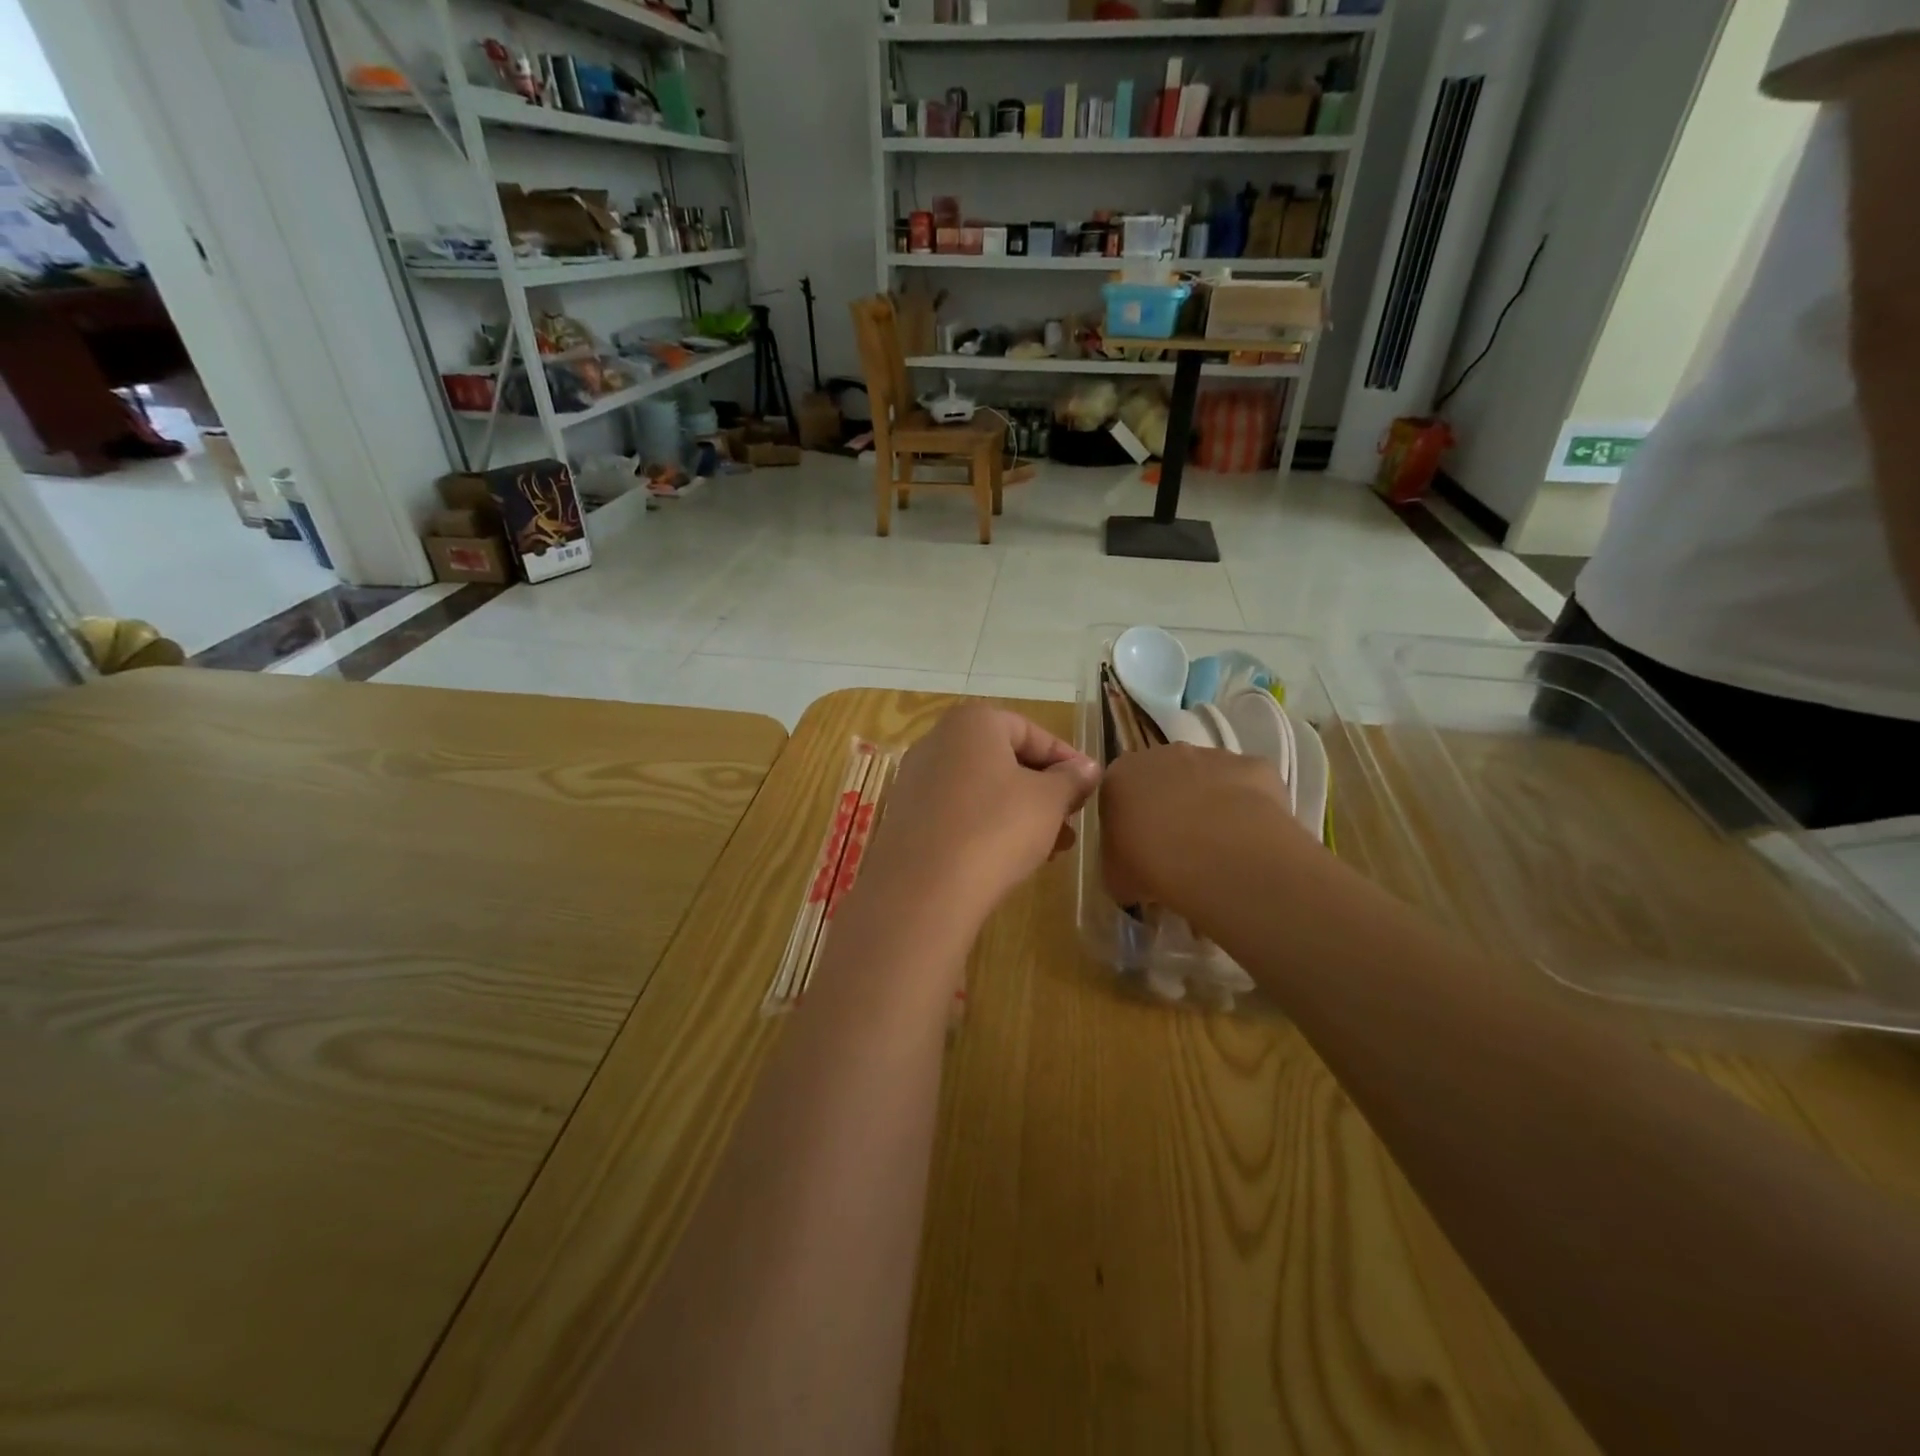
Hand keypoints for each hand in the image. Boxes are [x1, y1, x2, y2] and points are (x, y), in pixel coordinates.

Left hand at [873, 702, 1101, 919]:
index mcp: (972, 723)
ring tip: (1052, 848)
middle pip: (1004, 759)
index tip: (1089, 787)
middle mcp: (937, 741)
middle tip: (1071, 819)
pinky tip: (1012, 858)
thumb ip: (1071, 779)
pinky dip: (987, 826)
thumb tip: (1087, 768)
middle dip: (1043, 790)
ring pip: (982, 789)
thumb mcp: (1048, 801)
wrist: (924, 889)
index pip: (1031, 731)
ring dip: (1020, 813)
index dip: (1066, 759)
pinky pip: (957, 812)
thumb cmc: (996, 828)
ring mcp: (916, 780)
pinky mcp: (905, 817)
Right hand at [1100, 743, 1308, 911]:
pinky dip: (1249, 808)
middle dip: (1170, 807)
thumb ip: (1119, 863)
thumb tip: (1131, 869)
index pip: (1119, 792)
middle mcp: (1163, 754)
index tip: (1139, 850)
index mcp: (1121, 776)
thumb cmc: (1153, 865)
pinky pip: (1248, 786)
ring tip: (1219, 850)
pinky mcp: (1254, 766)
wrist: (1220, 856)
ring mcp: (1212, 756)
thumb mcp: (1116, 877)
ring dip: (1210, 805)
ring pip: (1208, 779)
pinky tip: (1251, 841)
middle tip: (1179, 850)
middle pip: (1164, 778)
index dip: (1129, 822)